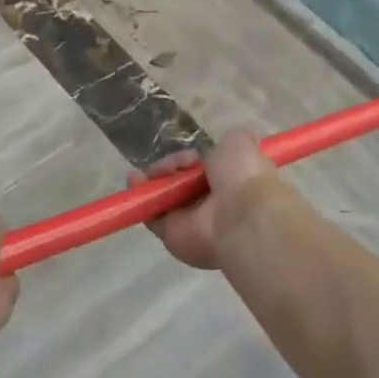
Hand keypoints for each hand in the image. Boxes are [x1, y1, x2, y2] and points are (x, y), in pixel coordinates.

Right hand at [130, 130, 276, 269]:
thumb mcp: (241, 144)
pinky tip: (134, 179)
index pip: (206, 170)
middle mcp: (210, 203)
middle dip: (172, 166)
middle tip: (175, 162)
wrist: (239, 216)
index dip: (195, 159)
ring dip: (154, 177)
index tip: (192, 155)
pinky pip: (151, 212)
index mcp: (231, 184)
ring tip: (153, 170)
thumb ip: (229, 144)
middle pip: (181, 180)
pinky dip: (140, 195)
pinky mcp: (170, 233)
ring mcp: (190, 220)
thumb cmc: (243, 176)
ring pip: (164, 194)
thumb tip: (218, 150)